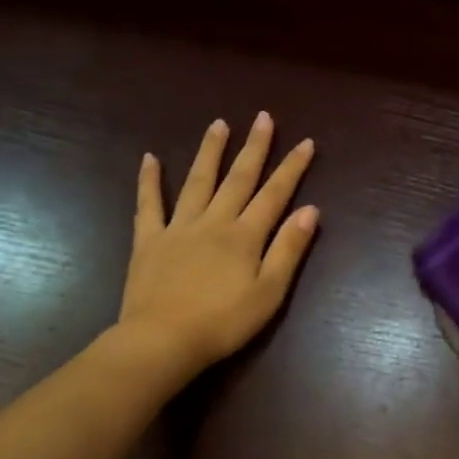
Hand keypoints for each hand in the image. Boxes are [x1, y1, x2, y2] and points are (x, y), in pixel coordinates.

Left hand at [115, 113, 317, 381]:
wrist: (162, 341)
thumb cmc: (224, 323)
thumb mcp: (269, 292)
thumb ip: (289, 249)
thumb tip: (310, 210)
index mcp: (245, 236)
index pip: (274, 194)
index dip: (292, 168)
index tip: (305, 142)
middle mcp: (214, 222)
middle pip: (238, 179)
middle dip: (254, 148)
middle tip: (263, 117)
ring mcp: (178, 228)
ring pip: (197, 181)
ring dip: (210, 152)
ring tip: (219, 124)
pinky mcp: (148, 241)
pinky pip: (149, 204)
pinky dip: (149, 181)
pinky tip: (150, 158)